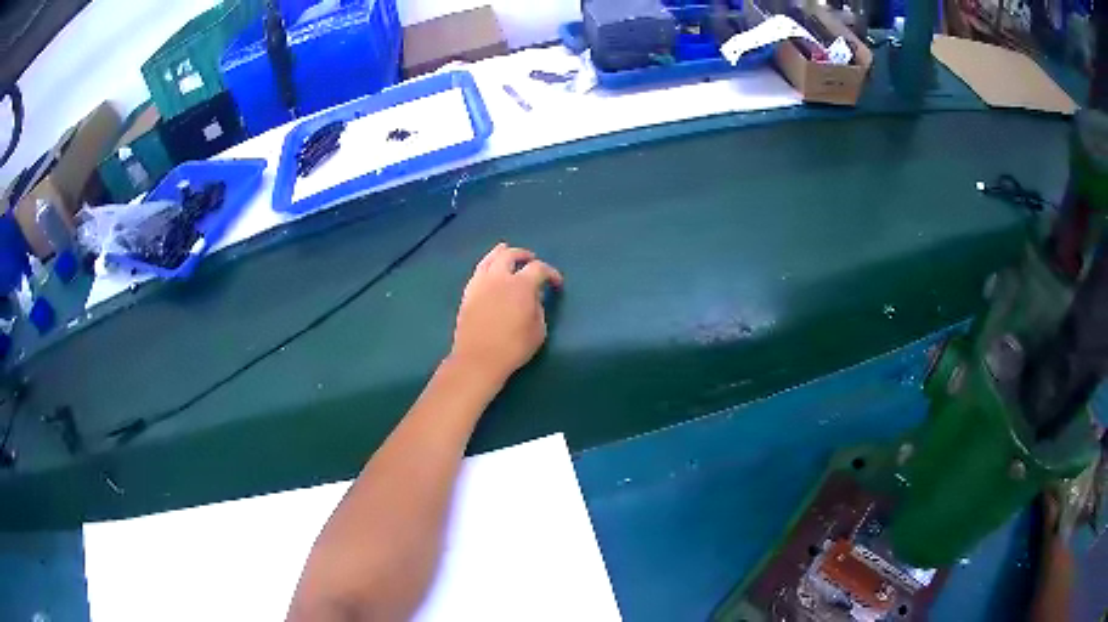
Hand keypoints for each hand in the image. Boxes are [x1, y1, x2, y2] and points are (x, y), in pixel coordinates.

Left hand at [449, 243, 563, 386]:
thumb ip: (538, 309)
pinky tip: (489, 271)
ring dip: (501, 253)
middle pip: (510, 255)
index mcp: (521, 285)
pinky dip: (487, 266)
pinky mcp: (467, 293)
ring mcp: (480, 284)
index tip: (556, 283)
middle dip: (523, 255)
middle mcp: (499, 277)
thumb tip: (533, 298)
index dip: (551, 273)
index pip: (539, 268)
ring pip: (490, 258)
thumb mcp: (538, 331)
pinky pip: (478, 271)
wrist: (477, 359)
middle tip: (531, 259)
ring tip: (506, 252)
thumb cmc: (513, 348)